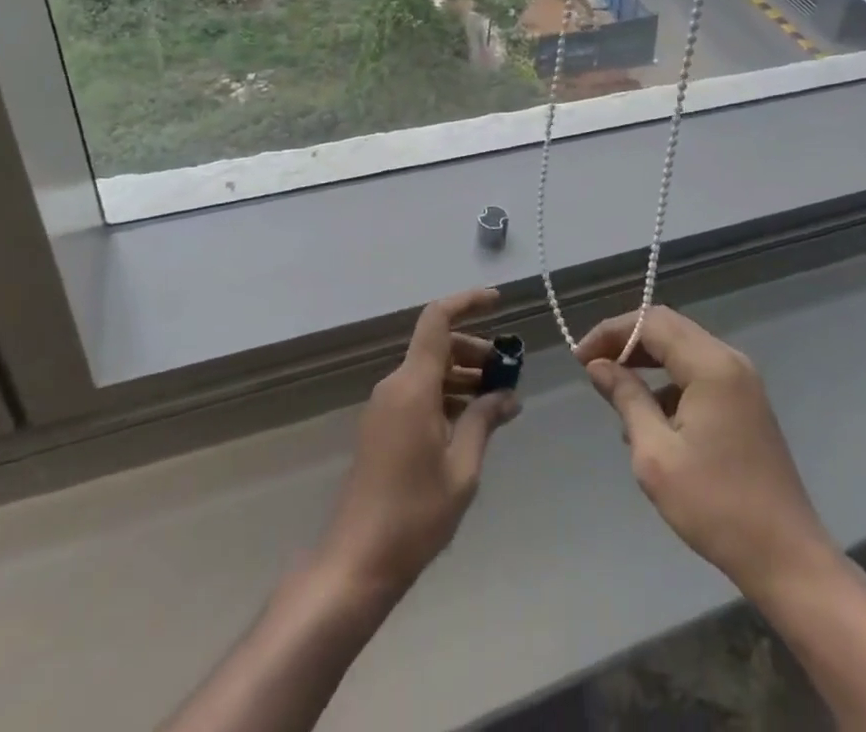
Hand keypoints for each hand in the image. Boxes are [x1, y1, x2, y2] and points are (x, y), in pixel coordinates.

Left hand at [318, 288, 520, 598]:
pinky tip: (472, 421)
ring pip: (429, 370)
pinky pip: (419, 392)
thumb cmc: (414, 515)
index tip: (499, 302)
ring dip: (463, 375)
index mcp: (413, 386)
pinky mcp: (382, 427)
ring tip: (497, 400)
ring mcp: (385, 406)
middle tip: (508, 373)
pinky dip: (447, 395)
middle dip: (475, 350)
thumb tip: (507, 395)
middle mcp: (395, 386)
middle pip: (437, 345)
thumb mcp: (462, 469)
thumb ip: (484, 421)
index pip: (437, 320)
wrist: (356, 562)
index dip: (467, 302)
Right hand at [578, 306, 838, 598]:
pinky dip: (669, 380)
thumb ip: (627, 399)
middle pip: (669, 328)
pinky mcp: (746, 402)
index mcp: (711, 365)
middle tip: (592, 365)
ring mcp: (742, 381)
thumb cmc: (715, 506)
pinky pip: (699, 372)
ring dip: (647, 360)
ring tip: (614, 389)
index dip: (612, 332)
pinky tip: (650, 416)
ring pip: (684, 349)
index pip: (652, 323)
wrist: (786, 557)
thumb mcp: (656, 455)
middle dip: (627, 340)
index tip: (579, 358)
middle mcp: (730, 360)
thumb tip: (598, 366)